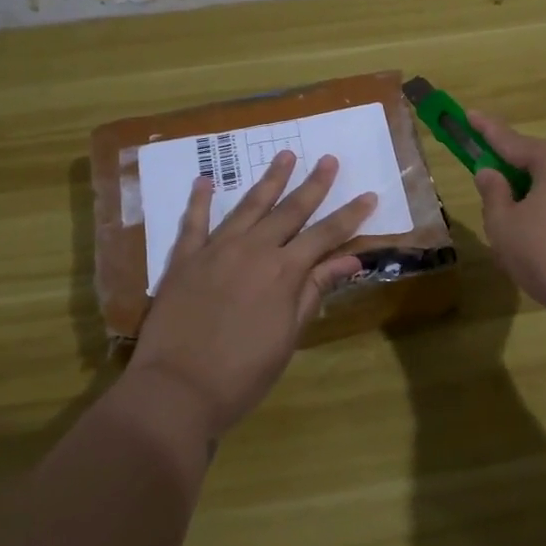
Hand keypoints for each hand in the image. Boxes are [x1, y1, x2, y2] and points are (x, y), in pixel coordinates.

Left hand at [128, 151, 375, 438]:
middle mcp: (253, 249)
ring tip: (284, 155)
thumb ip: (315, 291)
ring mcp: (216, 250)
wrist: (177, 389)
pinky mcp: (184, 259)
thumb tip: (350, 260)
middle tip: (328, 159)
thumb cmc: (243, 373)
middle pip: (290, 210)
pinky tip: (205, 180)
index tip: (368, 195)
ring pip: (248, 206)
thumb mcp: (288, 336)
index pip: (325, 235)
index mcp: (284, 271)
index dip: (349, 216)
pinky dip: (199, 199)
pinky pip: (193, 222)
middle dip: (313, 184)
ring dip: (269, 180)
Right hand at [468, 113, 545, 326]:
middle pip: (539, 164)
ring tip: (521, 237)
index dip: (486, 130)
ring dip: (536, 201)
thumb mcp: (505, 227)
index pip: (512, 141)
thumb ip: (493, 195)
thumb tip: (491, 173)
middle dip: (514, 177)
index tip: (469, 114)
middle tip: (493, 197)